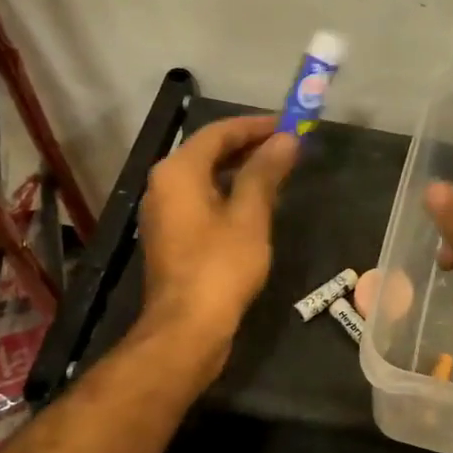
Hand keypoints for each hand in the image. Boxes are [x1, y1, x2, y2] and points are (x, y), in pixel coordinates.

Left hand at [138, 115, 297, 373]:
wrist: (187, 328)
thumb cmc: (220, 267)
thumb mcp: (250, 216)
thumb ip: (265, 173)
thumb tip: (285, 140)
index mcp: (178, 171)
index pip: (218, 132)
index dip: (255, 125)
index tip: (289, 124)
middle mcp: (163, 185)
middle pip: (208, 152)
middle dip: (248, 147)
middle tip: (287, 147)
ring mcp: (164, 213)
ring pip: (205, 178)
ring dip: (239, 171)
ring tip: (277, 172)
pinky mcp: (172, 238)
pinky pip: (202, 202)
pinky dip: (228, 195)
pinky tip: (255, 205)